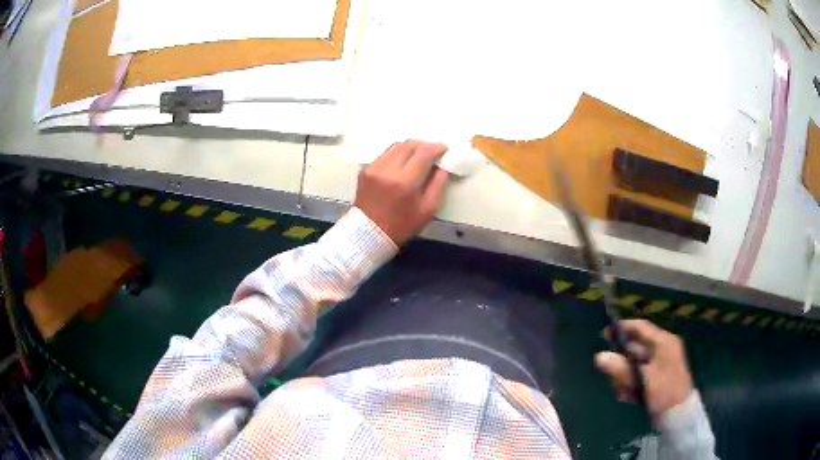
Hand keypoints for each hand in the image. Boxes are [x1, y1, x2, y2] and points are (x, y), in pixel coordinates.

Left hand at [354, 140, 450, 245]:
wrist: (368, 234)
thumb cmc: (402, 225)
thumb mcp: (428, 209)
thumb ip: (438, 184)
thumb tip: (442, 166)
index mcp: (405, 182)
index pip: (424, 153)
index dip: (437, 148)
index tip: (444, 149)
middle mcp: (387, 170)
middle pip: (409, 145)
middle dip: (424, 145)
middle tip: (432, 152)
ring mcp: (374, 168)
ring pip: (396, 146)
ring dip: (410, 148)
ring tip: (418, 156)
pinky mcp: (365, 170)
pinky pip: (385, 155)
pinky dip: (397, 155)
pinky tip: (402, 164)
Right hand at [594, 319, 693, 417]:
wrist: (678, 414)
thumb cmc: (664, 392)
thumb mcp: (642, 381)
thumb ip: (621, 368)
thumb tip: (599, 356)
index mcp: (664, 342)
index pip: (642, 327)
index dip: (623, 328)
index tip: (605, 333)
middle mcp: (662, 349)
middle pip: (635, 348)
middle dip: (621, 363)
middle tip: (611, 376)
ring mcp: (660, 363)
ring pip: (634, 363)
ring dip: (625, 377)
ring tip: (623, 392)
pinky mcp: (657, 376)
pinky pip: (638, 374)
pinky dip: (631, 384)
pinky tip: (628, 396)